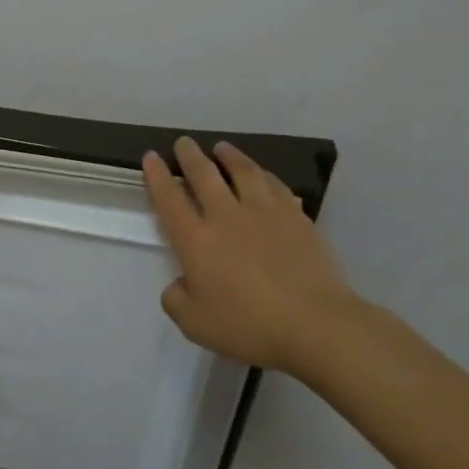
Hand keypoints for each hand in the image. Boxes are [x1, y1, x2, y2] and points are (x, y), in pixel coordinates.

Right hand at [142, 137, 360, 373]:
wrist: (316, 325)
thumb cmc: (250, 326)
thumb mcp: (195, 325)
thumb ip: (176, 300)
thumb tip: (180, 284)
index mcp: (196, 241)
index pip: (169, 199)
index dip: (157, 176)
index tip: (151, 156)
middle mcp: (226, 217)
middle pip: (204, 175)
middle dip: (190, 155)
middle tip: (184, 142)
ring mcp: (264, 213)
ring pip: (243, 171)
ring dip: (229, 156)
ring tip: (222, 148)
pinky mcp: (296, 218)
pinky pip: (275, 186)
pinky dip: (264, 175)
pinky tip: (262, 175)